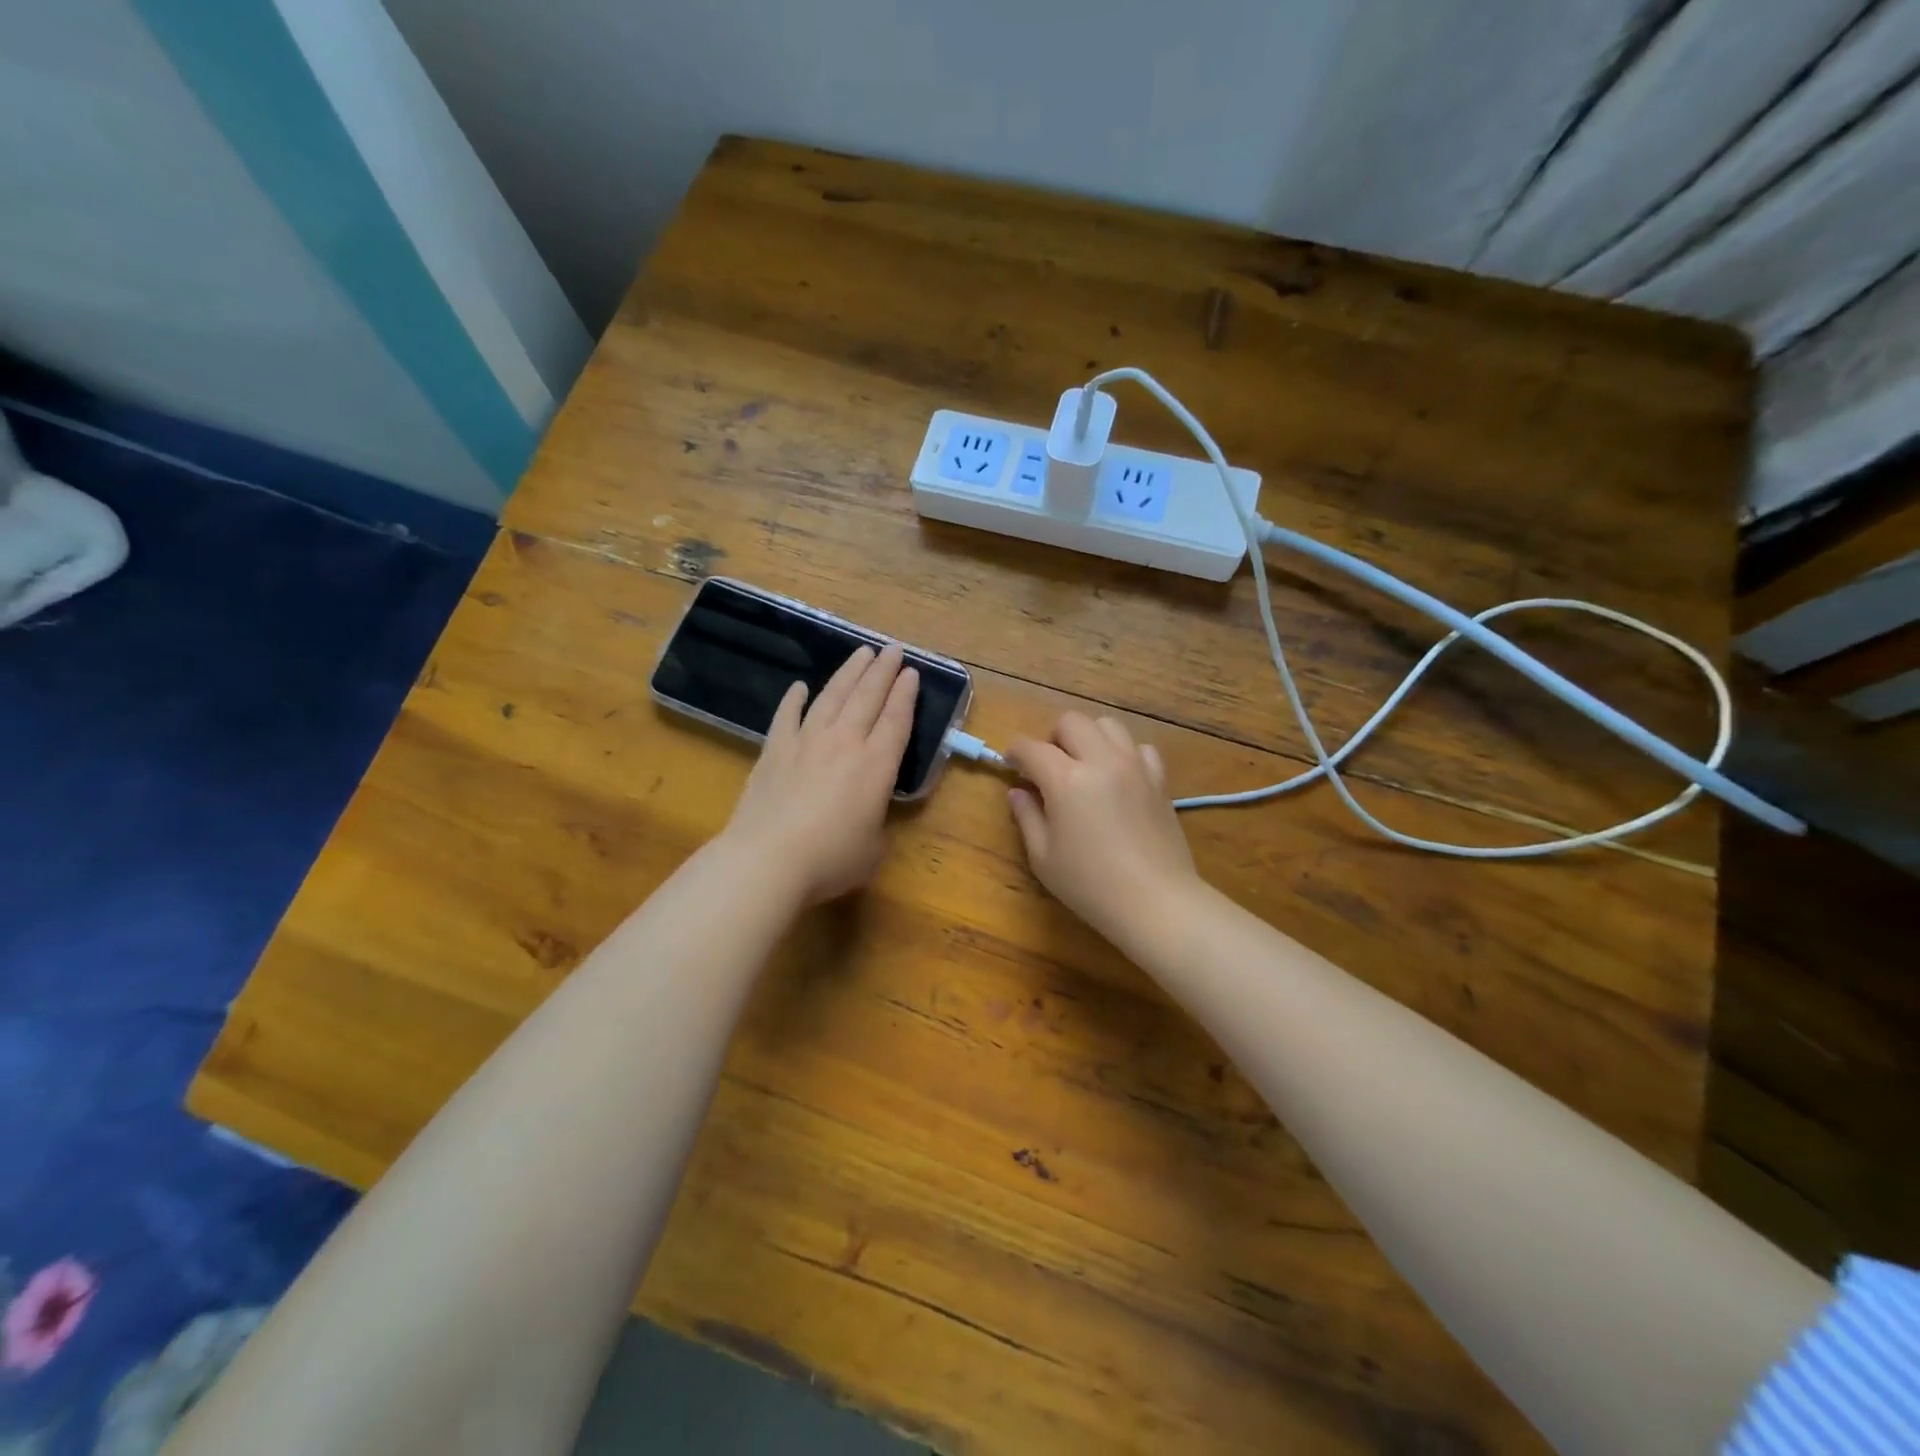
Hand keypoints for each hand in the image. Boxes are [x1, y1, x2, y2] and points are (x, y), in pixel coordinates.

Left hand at [718, 643, 918, 904]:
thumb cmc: (830, 859)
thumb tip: (867, 814)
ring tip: (861, 653)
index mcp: (876, 765)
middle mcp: (845, 742)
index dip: (906, 694)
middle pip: (867, 697)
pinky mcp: (774, 750)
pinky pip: (787, 715)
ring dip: (849, 673)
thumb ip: (877, 823)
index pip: (896, 720)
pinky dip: (795, 699)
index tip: (911, 671)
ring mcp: (806, 741)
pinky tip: (800, 687)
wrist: (768, 859)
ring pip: (832, 696)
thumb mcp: (873, 849)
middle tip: (893, 648)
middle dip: (883, 671)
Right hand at [1006, 713, 1200, 945]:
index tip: (1010, 764)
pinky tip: (1118, 778)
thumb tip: (1018, 792)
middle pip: (1072, 722)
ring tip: (1084, 767)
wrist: (1156, 902)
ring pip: (1108, 725)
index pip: (1032, 747)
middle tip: (1048, 768)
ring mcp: (1135, 766)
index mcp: (1066, 779)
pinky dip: (1123, 753)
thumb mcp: (1044, 857)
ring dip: (1089, 738)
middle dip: (1052, 738)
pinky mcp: (1159, 780)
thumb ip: (1027, 817)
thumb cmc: (1090, 885)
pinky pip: (1139, 748)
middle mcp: (1101, 761)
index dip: (1015, 751)